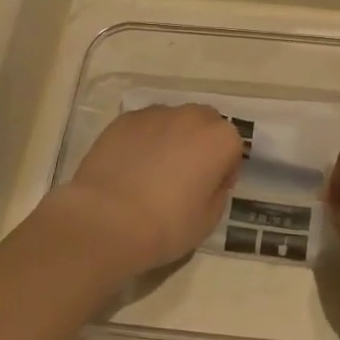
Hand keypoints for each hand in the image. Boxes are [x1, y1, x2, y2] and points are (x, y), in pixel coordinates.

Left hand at [61, 104, 242, 275]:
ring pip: (173, 121)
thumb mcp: (209, 220)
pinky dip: (143, 140)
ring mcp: (155, 114)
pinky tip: (130, 167)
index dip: (223, 171)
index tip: (210, 191)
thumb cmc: (166, 225)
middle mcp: (191, 117)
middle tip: (185, 176)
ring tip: (153, 171)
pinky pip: (144, 126)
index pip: (232, 149)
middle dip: (201, 144)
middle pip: (205, 124)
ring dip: (172, 138)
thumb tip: (208, 182)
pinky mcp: (124, 120)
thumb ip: (217, 193)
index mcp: (220, 139)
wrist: (106, 221)